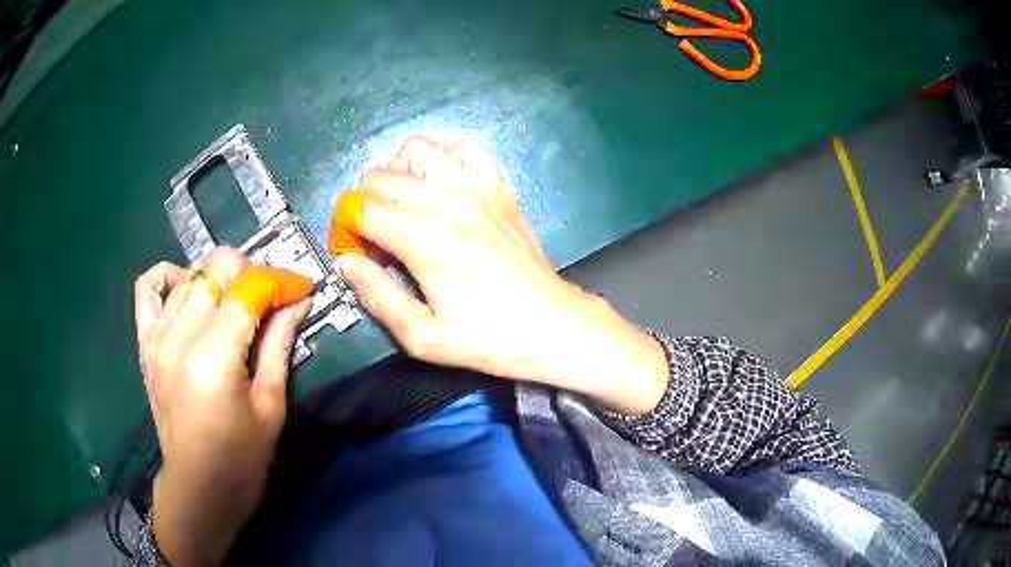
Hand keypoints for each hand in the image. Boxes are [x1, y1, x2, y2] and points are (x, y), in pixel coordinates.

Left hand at [133, 248, 311, 564]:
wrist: (198, 487)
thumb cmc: (242, 458)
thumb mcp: (270, 405)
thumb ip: (280, 343)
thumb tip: (299, 301)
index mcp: (214, 358)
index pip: (247, 291)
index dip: (280, 282)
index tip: (302, 289)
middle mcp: (180, 337)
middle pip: (216, 270)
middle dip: (251, 274)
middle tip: (270, 300)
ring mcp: (157, 336)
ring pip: (191, 276)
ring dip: (220, 280)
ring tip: (237, 303)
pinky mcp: (145, 342)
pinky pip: (148, 287)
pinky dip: (169, 276)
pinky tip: (188, 289)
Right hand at [336, 137, 667, 414]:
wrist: (552, 325)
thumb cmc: (488, 338)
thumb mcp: (422, 336)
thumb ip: (377, 295)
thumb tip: (345, 262)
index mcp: (423, 238)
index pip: (361, 209)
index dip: (347, 228)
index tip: (355, 251)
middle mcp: (446, 200)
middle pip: (380, 176)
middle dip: (365, 203)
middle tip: (378, 237)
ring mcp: (477, 186)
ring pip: (417, 149)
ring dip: (399, 172)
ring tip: (405, 205)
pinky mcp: (499, 186)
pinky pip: (463, 147)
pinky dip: (443, 158)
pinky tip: (443, 186)